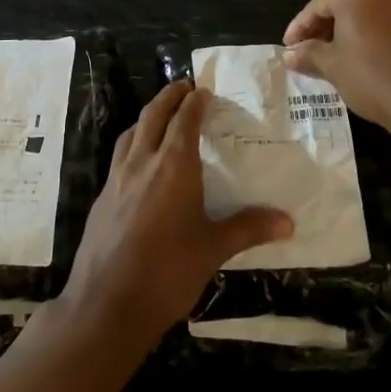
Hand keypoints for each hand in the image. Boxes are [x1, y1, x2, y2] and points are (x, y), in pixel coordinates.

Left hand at [59, 80, 291, 353]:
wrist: (107, 304)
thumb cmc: (167, 271)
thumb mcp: (213, 249)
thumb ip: (248, 228)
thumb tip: (288, 221)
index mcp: (172, 166)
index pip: (184, 120)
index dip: (194, 102)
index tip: (203, 89)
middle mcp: (142, 163)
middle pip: (152, 116)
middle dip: (168, 97)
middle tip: (183, 87)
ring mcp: (116, 180)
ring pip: (130, 134)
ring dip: (147, 118)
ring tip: (160, 118)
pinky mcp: (102, 199)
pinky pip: (119, 158)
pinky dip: (133, 145)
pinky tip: (140, 165)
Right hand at [283, 0, 390, 127]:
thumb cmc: (370, 74)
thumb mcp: (331, 65)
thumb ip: (308, 54)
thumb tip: (289, 55)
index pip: (319, 6)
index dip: (299, 28)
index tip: (288, 48)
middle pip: (345, 6)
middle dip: (324, 29)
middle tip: (308, 53)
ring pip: (368, 16)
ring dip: (348, 34)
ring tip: (334, 59)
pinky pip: (389, 27)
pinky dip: (372, 38)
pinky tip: (363, 61)